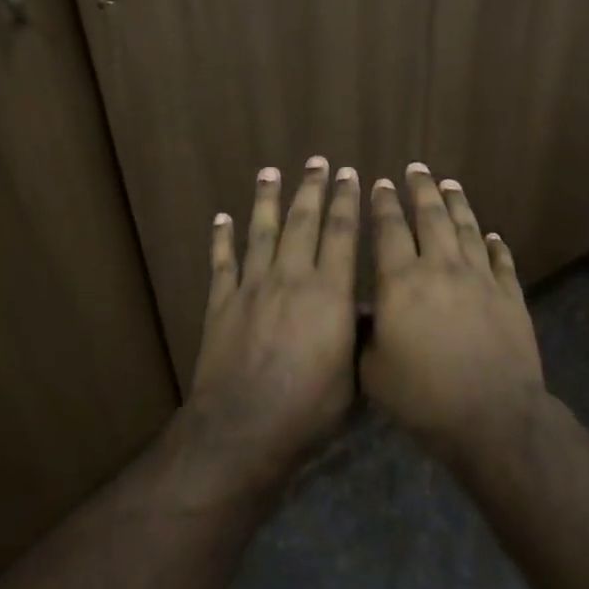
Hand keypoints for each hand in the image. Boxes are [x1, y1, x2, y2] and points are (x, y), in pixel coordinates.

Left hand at [185, 157, 360, 485]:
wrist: (244, 426)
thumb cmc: (308, 407)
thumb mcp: (352, 374)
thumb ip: (358, 334)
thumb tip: (367, 307)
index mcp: (328, 292)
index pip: (341, 234)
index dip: (347, 201)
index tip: (350, 174)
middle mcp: (291, 278)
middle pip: (303, 222)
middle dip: (312, 189)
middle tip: (317, 161)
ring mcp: (252, 286)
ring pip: (261, 232)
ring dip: (266, 199)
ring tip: (269, 172)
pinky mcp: (222, 302)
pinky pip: (222, 262)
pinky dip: (221, 238)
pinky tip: (221, 218)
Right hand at [362, 164, 544, 460]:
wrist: (491, 416)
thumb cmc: (422, 396)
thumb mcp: (373, 370)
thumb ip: (363, 334)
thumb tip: (359, 311)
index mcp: (402, 281)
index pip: (389, 229)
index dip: (383, 204)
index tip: (380, 183)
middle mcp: (440, 267)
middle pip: (431, 217)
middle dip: (421, 189)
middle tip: (416, 168)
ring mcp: (480, 278)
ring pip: (466, 229)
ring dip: (457, 204)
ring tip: (449, 184)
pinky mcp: (510, 295)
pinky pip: (501, 260)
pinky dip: (495, 245)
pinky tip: (492, 235)